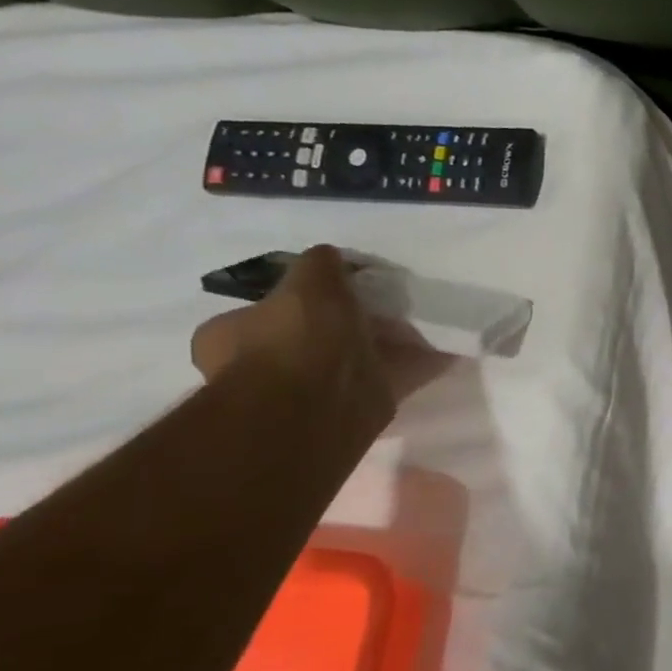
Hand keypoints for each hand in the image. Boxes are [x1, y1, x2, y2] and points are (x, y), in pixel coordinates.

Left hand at [191, 246, 448, 418]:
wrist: (315, 409)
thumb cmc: (296, 340)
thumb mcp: (308, 283)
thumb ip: (319, 266)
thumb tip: (329, 256)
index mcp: (230, 336)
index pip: (266, 310)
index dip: (304, 298)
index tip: (342, 291)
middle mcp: (263, 367)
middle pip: (314, 338)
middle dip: (349, 327)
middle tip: (388, 310)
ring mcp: (307, 395)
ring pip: (352, 362)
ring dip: (384, 349)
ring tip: (422, 331)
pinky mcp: (350, 414)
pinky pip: (386, 383)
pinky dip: (412, 370)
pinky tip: (440, 355)